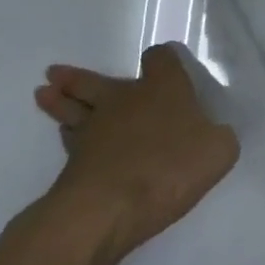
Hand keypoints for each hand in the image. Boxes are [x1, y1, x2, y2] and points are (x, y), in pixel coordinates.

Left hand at [34, 44, 239, 257]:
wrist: (110, 206)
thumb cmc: (171, 166)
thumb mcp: (219, 150)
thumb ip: (219, 137)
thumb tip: (213, 134)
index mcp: (163, 87)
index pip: (160, 58)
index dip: (163, 60)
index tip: (162, 63)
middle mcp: (125, 98)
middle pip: (98, 80)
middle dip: (80, 77)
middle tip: (57, 73)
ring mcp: (94, 128)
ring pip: (73, 107)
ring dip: (60, 100)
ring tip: (44, 93)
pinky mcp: (74, 161)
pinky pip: (70, 140)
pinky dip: (67, 135)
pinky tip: (65, 136)